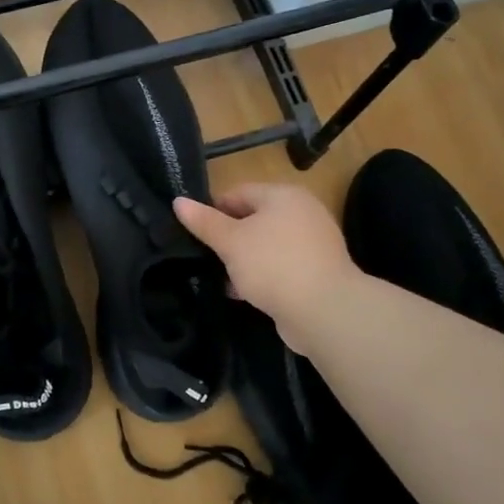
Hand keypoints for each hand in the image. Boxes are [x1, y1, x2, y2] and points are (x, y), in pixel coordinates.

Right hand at [175, 185, 358, 349]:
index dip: (212, 211)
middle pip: (253, 219)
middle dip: (228, 238)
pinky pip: (280, 266)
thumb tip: (178, 201)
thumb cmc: (273, 265)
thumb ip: (204, 222)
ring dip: (243, 260)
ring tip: (220, 278)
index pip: (238, 193)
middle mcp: (302, 212)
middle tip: (205, 257)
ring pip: (265, 245)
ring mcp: (312, 243)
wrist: (325, 311)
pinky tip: (243, 293)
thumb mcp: (230, 242)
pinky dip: (262, 276)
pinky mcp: (316, 271)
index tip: (195, 234)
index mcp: (283, 195)